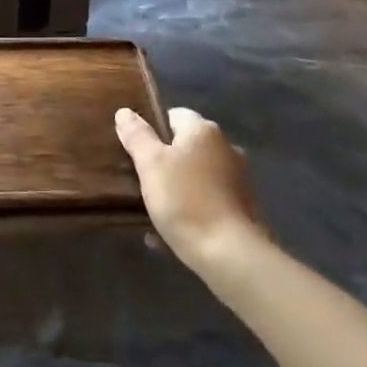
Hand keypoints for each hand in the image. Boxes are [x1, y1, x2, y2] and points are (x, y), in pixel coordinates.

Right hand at [114, 106, 263, 271]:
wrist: (230, 254)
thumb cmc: (185, 200)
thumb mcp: (150, 164)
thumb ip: (137, 136)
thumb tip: (125, 112)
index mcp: (203, 130)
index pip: (173, 115)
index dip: (151, 128)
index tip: (133, 148)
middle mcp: (225, 147)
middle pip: (185, 146)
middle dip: (163, 161)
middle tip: (138, 179)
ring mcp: (237, 178)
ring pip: (195, 176)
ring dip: (175, 188)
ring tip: (150, 209)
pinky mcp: (241, 208)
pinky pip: (206, 201)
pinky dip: (189, 210)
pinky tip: (168, 232)